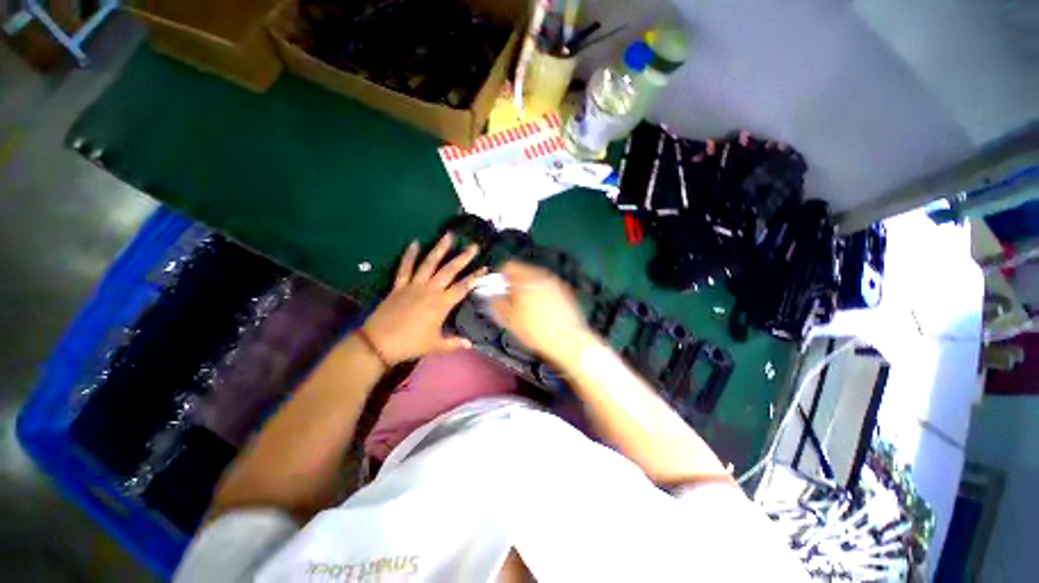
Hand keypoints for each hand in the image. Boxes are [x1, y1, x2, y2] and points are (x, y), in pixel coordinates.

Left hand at [362, 234, 485, 365]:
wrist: (379, 343)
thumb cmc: (411, 344)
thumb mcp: (436, 345)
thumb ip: (454, 343)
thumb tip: (471, 344)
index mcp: (441, 304)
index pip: (463, 287)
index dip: (475, 277)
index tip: (485, 267)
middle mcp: (430, 290)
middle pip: (449, 270)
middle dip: (463, 258)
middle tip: (473, 246)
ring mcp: (414, 285)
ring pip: (429, 264)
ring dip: (439, 249)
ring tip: (448, 236)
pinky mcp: (399, 286)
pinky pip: (405, 267)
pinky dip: (409, 255)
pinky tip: (414, 243)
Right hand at [490, 262, 591, 357]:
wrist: (569, 341)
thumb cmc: (538, 330)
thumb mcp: (510, 319)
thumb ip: (498, 303)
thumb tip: (493, 297)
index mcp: (528, 278)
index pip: (509, 266)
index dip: (500, 277)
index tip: (497, 289)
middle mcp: (544, 276)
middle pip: (523, 273)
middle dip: (514, 285)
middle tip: (509, 301)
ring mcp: (557, 284)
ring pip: (536, 281)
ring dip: (527, 291)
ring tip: (524, 310)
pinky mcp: (566, 293)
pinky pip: (548, 289)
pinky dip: (540, 296)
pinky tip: (540, 313)